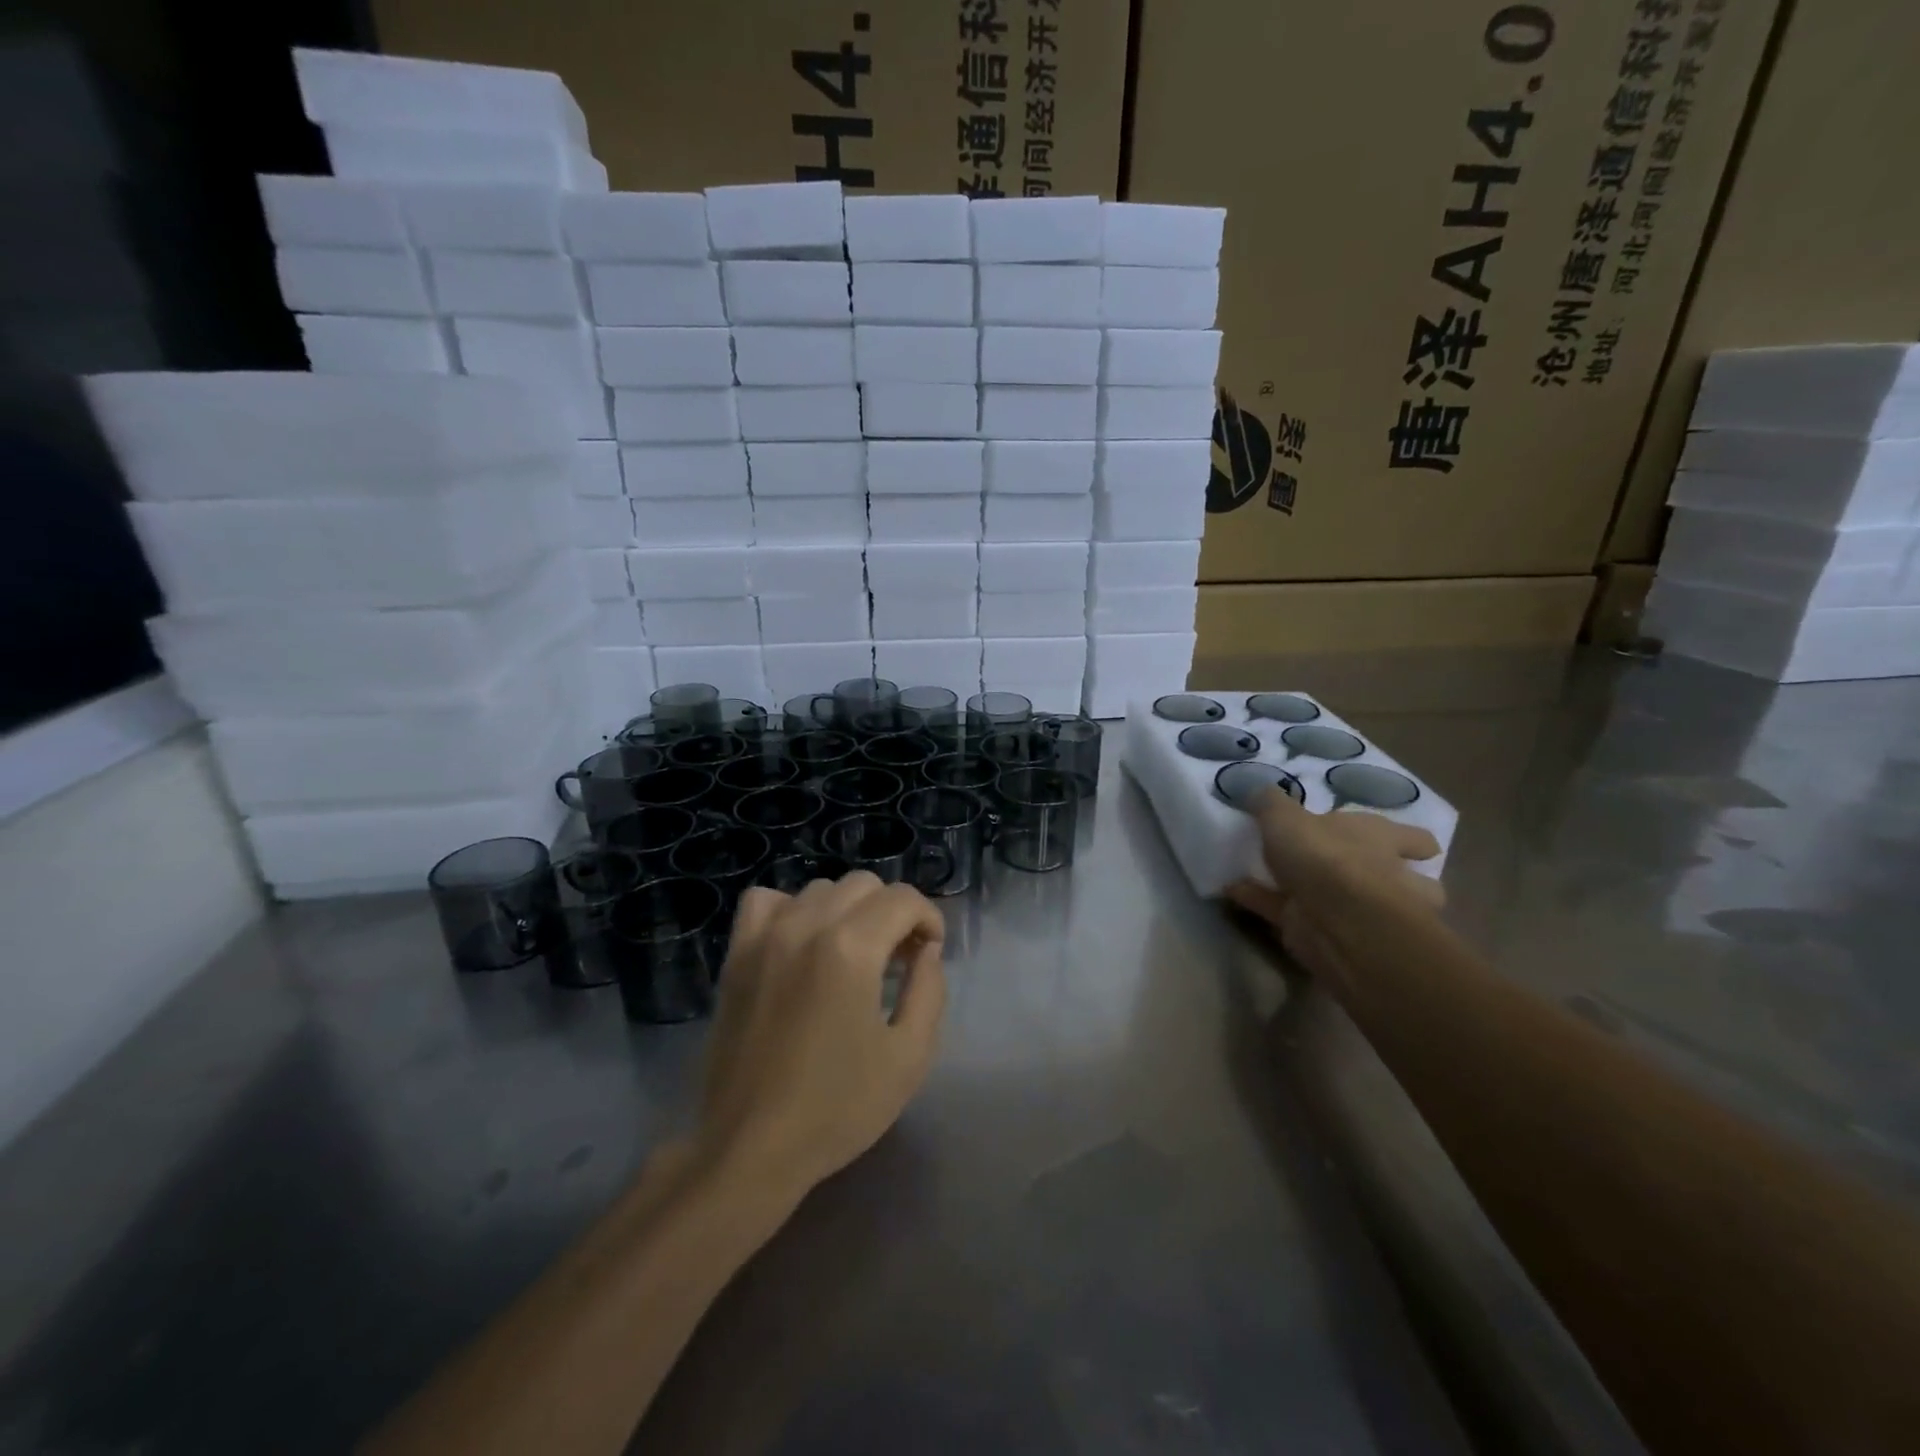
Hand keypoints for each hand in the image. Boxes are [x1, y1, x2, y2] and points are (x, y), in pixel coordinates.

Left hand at [695, 873, 947, 1200]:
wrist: (751, 1148)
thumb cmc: (838, 1108)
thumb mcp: (909, 1056)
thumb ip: (929, 990)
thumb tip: (926, 950)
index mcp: (851, 949)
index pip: (902, 899)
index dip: (928, 919)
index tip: (931, 952)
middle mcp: (806, 926)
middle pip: (864, 886)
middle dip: (893, 913)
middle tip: (898, 959)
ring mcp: (765, 937)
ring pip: (820, 889)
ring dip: (848, 911)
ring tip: (853, 954)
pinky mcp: (736, 955)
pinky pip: (766, 901)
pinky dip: (792, 910)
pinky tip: (801, 943)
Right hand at [1226, 790, 1443, 985]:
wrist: (1332, 919)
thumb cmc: (1324, 856)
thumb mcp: (1286, 816)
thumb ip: (1271, 803)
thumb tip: (1259, 791)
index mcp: (1380, 838)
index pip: (1414, 839)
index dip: (1410, 841)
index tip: (1403, 843)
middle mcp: (1380, 873)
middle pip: (1402, 878)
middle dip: (1388, 878)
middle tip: (1351, 870)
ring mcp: (1356, 911)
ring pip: (1351, 905)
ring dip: (1328, 899)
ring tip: (1289, 882)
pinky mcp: (1320, 932)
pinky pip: (1286, 912)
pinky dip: (1260, 901)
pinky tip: (1233, 889)